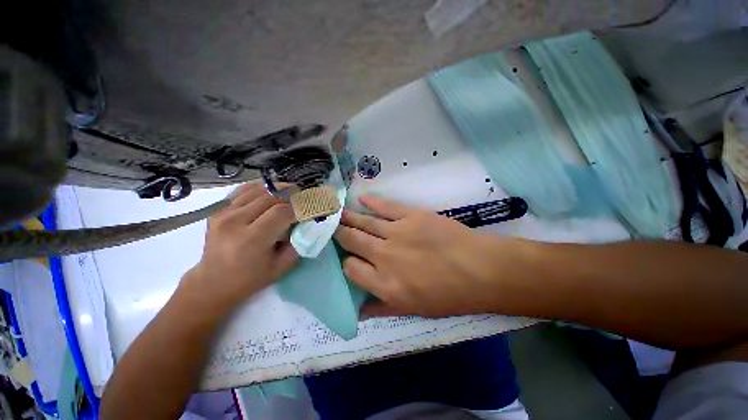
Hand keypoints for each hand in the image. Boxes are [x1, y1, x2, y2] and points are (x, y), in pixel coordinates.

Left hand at [182, 183, 298, 307]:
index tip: (311, 207)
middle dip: (291, 195)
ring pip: (258, 189)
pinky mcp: (218, 209)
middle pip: (270, 196)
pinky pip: (244, 190)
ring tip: (291, 192)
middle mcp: (235, 222)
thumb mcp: (281, 266)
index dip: (299, 207)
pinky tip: (272, 191)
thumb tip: (306, 222)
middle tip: (304, 196)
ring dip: (278, 189)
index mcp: (251, 239)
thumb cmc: (250, 279)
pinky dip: (261, 188)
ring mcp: (223, 213)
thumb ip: (297, 242)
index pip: (281, 212)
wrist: (212, 282)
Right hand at [336, 196, 515, 317]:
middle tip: (332, 228)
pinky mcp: (411, 216)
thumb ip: (382, 309)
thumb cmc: (449, 295)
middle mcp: (384, 256)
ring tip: (338, 213)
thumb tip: (358, 311)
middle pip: (352, 241)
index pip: (351, 269)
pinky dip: (371, 202)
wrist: (480, 270)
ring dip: (349, 218)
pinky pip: (385, 206)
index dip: (346, 263)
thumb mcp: (414, 310)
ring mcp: (397, 233)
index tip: (348, 258)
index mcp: (384, 284)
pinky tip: (361, 198)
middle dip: (340, 235)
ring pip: (364, 222)